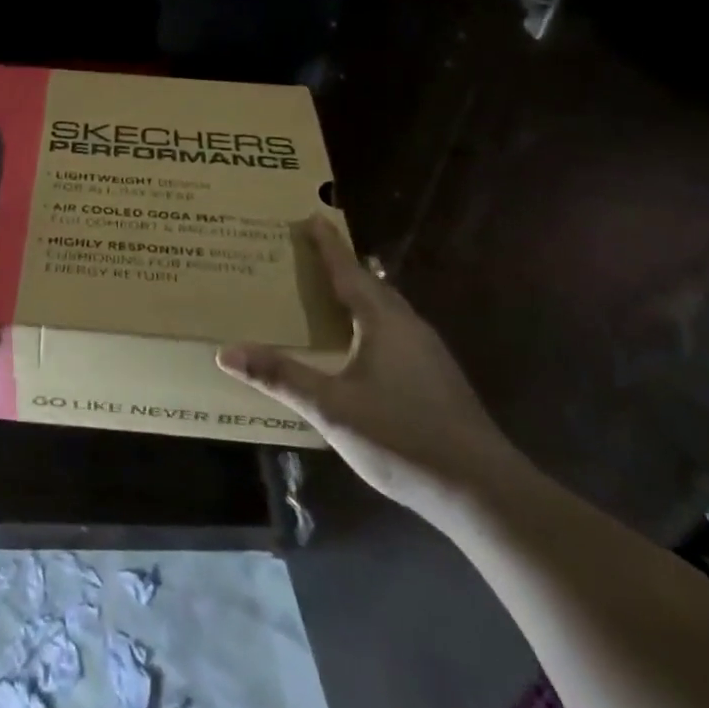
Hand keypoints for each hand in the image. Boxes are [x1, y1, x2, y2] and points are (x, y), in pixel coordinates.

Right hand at [217, 215, 528, 513]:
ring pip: (387, 309)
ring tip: (333, 292)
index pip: (348, 270)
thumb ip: (281, 377)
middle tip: (313, 252)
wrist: (483, 491)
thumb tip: (225, 352)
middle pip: (371, 284)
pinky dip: (372, 321)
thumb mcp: (332, 408)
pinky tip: (362, 345)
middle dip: (342, 265)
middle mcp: (409, 326)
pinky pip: (396, 331)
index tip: (312, 216)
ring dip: (360, 294)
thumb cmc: (402, 438)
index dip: (328, 244)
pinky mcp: (437, 377)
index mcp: (383, 322)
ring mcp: (428, 353)